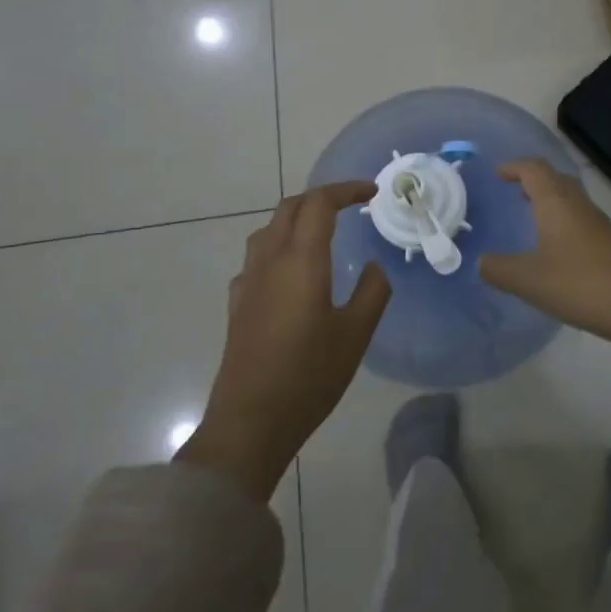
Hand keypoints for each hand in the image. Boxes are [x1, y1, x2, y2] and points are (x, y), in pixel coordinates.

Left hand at [179, 181, 390, 499]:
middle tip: (351, 205)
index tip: (372, 192)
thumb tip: (372, 267)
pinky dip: (279, 245)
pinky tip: (290, 271)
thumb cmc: (310, 376)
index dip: (346, 190)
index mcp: (301, 261)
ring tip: (323, 231)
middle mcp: (270, 261)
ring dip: (296, 218)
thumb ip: (372, 292)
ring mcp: (248, 282)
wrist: (250, 421)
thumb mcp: (356, 334)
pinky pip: (257, 257)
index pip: (319, 204)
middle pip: (289, 208)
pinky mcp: (238, 304)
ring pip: (269, 229)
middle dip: (321, 198)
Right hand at [479, 159, 610, 393]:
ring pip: (571, 199)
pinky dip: (564, 221)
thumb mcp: (528, 280)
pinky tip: (557, 247)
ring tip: (531, 216)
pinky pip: (581, 219)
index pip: (534, 170)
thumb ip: (498, 269)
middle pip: (556, 179)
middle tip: (514, 191)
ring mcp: (599, 224)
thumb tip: (481, 262)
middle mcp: (579, 205)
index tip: (498, 173)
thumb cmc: (579, 284)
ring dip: (550, 201)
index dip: (515, 167)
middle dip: (534, 180)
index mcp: (556, 203)